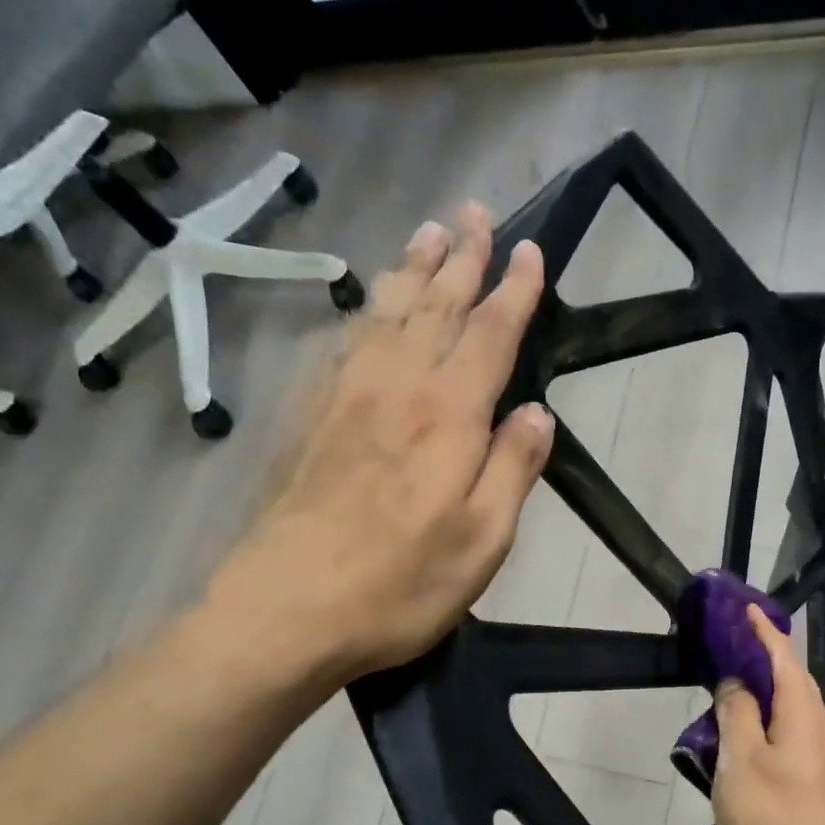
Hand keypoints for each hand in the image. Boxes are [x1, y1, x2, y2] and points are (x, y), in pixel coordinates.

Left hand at [201, 203, 553, 695]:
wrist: (286, 611)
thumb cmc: (400, 585)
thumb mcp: (483, 541)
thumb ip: (513, 469)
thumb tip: (538, 413)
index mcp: (447, 417)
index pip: (489, 335)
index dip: (513, 291)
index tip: (530, 250)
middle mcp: (397, 390)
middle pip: (434, 307)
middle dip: (461, 258)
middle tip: (475, 213)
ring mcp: (347, 399)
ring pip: (386, 313)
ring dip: (412, 270)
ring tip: (427, 232)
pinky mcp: (312, 418)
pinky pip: (347, 343)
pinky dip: (368, 310)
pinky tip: (371, 304)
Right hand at [711, 606, 824, 824]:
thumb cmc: (775, 816)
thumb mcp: (742, 759)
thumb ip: (737, 714)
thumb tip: (737, 682)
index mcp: (803, 714)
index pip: (784, 658)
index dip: (764, 632)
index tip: (745, 609)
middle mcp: (817, 731)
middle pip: (793, 683)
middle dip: (766, 660)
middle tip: (733, 648)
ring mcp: (819, 763)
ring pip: (789, 715)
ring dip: (763, 697)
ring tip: (730, 693)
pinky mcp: (812, 789)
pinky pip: (786, 741)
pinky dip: (763, 729)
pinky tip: (742, 746)